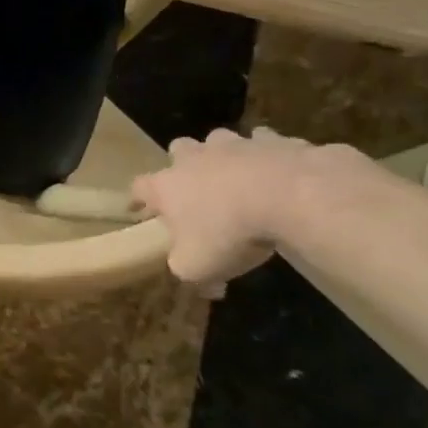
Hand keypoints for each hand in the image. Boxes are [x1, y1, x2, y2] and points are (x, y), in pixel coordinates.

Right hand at [130, 128, 331, 295]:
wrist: (290, 196)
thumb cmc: (230, 232)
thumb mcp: (198, 267)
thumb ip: (190, 274)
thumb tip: (207, 286)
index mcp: (167, 185)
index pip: (138, 187)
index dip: (138, 199)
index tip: (141, 210)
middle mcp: (194, 158)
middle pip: (179, 149)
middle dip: (185, 163)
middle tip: (198, 186)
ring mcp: (235, 144)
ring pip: (222, 141)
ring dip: (227, 155)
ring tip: (242, 177)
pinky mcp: (275, 140)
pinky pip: (268, 144)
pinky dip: (271, 157)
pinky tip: (283, 175)